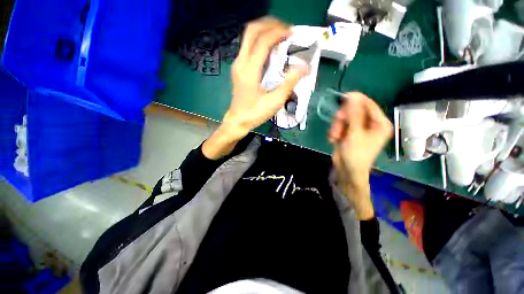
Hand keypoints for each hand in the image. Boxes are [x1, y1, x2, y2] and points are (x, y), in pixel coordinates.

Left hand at [203, 17, 305, 158]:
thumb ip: (289, 83)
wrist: (238, 120)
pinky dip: (260, 41)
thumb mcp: (274, 101)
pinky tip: (270, 49)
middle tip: (286, 30)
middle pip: (252, 30)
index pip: (263, 41)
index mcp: (249, 70)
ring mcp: (237, 64)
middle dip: (270, 25)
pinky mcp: (238, 68)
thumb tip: (304, 67)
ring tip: (280, 36)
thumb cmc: (255, 113)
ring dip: (265, 31)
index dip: (278, 33)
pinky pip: (248, 46)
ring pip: (249, 37)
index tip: (292, 33)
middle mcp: (240, 62)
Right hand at [329, 92, 392, 219]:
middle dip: (343, 118)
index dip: (356, 100)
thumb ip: (353, 113)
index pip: (369, 104)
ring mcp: (358, 128)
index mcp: (379, 123)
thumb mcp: (355, 133)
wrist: (347, 170)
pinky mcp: (348, 133)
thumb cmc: (356, 154)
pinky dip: (335, 131)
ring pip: (344, 118)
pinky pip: (340, 125)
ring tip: (334, 136)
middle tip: (337, 126)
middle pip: (354, 111)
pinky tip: (334, 139)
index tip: (343, 98)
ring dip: (337, 126)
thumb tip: (353, 95)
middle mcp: (370, 124)